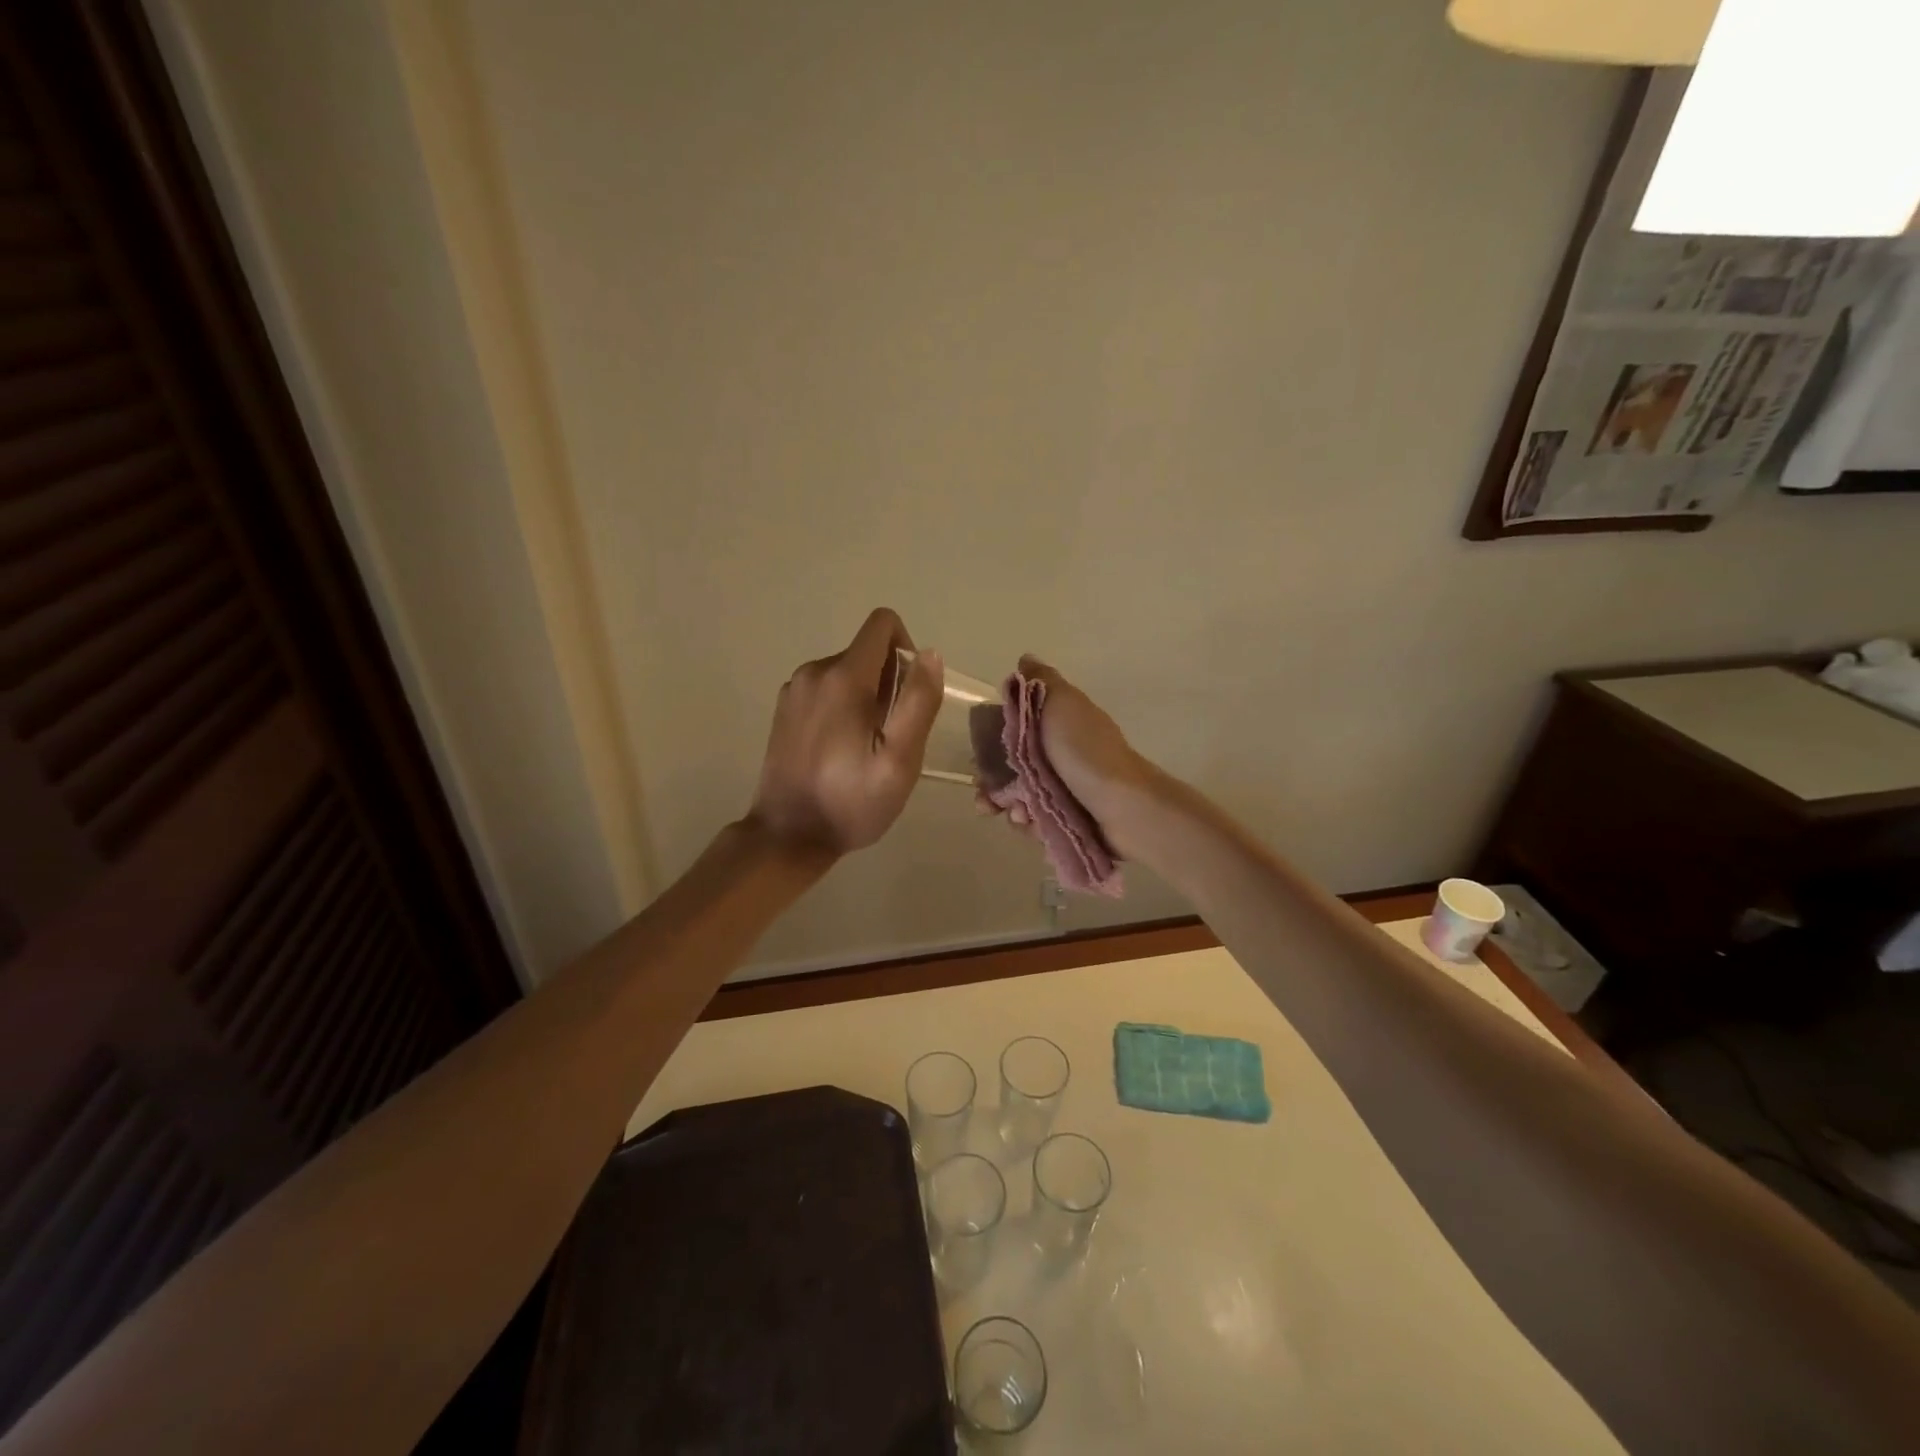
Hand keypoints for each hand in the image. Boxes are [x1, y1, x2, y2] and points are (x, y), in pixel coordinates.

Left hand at [749, 608, 943, 855]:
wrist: (787, 836)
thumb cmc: (851, 803)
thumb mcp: (900, 761)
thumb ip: (918, 702)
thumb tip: (929, 654)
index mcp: (844, 677)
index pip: (882, 625)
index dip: (906, 649)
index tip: (908, 695)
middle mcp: (814, 671)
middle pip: (866, 652)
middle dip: (888, 682)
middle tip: (888, 737)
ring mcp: (794, 690)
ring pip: (846, 671)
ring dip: (866, 697)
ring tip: (865, 748)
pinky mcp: (784, 709)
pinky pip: (825, 689)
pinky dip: (842, 707)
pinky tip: (840, 750)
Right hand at [977, 655, 1155, 857]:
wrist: (1124, 805)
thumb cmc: (1086, 751)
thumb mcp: (1062, 703)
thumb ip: (1040, 682)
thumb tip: (1025, 659)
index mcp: (1056, 725)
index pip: (1012, 732)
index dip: (990, 745)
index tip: (977, 759)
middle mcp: (1059, 756)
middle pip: (1011, 769)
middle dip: (993, 784)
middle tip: (986, 798)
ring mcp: (1064, 790)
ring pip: (1020, 799)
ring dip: (1009, 807)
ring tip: (1016, 814)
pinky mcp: (1068, 821)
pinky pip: (1036, 824)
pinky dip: (1029, 825)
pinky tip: (1031, 825)